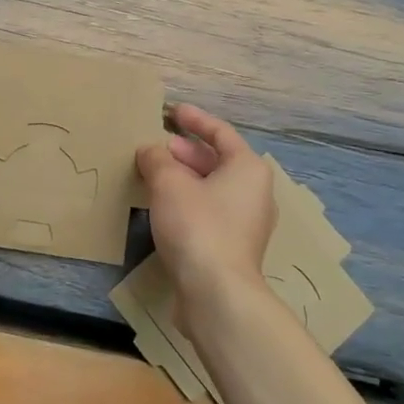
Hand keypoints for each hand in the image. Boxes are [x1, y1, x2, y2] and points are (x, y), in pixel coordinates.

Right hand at [136, 103, 275, 329]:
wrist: (216, 293)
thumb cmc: (197, 226)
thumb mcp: (169, 183)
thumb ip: (156, 159)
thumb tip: (149, 151)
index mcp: (248, 168)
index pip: (221, 133)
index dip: (194, 119)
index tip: (172, 111)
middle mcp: (254, 192)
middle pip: (218, 161)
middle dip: (186, 151)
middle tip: (157, 146)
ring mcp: (246, 223)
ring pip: (212, 188)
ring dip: (184, 178)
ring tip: (154, 173)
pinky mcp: (233, 247)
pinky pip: (209, 211)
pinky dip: (187, 201)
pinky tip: (162, 206)